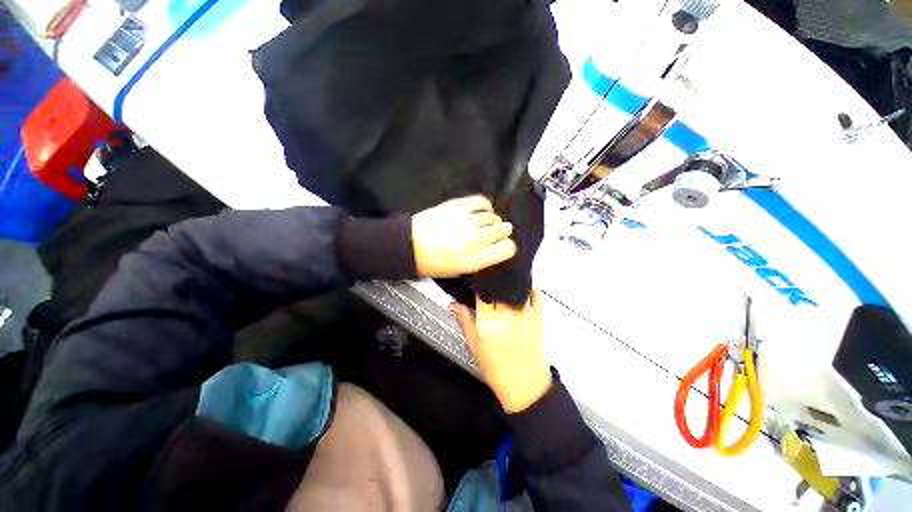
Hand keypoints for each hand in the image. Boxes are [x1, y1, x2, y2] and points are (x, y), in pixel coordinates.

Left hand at [411, 195, 516, 277]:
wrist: (410, 245)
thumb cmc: (432, 262)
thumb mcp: (458, 270)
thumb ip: (479, 260)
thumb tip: (490, 251)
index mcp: (476, 259)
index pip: (507, 249)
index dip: (508, 247)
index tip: (505, 246)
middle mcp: (476, 239)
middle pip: (503, 230)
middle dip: (504, 231)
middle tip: (500, 231)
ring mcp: (467, 221)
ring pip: (493, 216)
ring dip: (494, 220)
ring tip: (489, 222)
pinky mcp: (458, 206)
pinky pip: (481, 202)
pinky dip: (486, 205)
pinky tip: (485, 210)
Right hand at [450, 290, 552, 412]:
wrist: (525, 385)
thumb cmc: (497, 368)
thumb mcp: (475, 346)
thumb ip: (465, 321)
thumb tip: (454, 305)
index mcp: (486, 319)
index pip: (480, 292)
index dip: (478, 288)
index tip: (478, 289)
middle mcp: (504, 312)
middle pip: (498, 288)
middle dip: (494, 288)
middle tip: (492, 294)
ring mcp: (523, 313)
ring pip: (515, 288)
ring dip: (511, 288)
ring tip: (507, 293)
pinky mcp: (539, 317)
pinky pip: (537, 296)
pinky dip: (532, 292)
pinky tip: (527, 294)